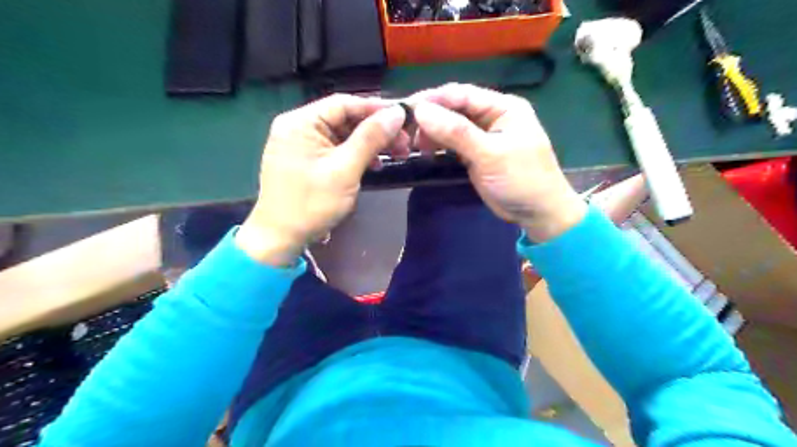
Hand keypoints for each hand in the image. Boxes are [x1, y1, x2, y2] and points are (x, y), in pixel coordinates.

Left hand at [235, 94, 406, 264]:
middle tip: (405, 142)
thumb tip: (397, 113)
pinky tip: (375, 165)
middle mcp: (299, 127)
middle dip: (377, 129)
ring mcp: (302, 144)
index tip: (404, 116)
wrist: (281, 238)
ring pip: (344, 135)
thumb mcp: (345, 170)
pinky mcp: (308, 160)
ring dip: (370, 143)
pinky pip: (337, 149)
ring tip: (397, 153)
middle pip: (345, 118)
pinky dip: (357, 155)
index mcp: (301, 122)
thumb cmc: (311, 204)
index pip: (344, 103)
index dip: (376, 108)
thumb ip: (370, 138)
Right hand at [411, 84, 582, 243]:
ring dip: (433, 132)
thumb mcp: (489, 154)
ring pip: (452, 126)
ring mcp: (484, 136)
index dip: (434, 99)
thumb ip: (456, 132)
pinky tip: (427, 152)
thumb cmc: (521, 179)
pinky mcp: (477, 154)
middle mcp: (492, 116)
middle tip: (407, 131)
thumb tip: (421, 110)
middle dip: (431, 117)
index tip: (406, 109)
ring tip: (415, 145)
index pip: (462, 94)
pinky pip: (454, 143)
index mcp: (503, 107)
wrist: (538, 213)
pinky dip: (440, 145)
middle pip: (455, 108)